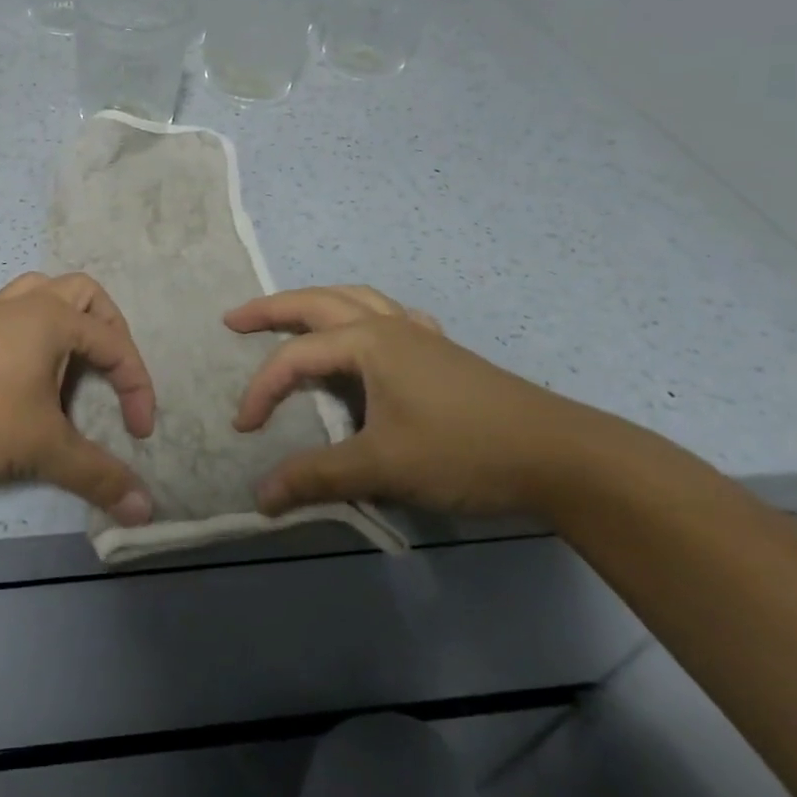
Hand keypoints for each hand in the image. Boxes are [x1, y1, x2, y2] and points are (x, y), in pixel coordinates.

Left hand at [0, 272, 157, 525]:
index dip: (137, 387)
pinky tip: (17, 361)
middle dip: (109, 328)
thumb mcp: (43, 447)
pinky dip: (24, 327)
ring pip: (40, 292)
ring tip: (69, 358)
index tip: (139, 433)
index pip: (115, 344)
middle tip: (112, 371)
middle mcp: (24, 303)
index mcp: (53, 318)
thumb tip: (145, 510)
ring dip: (65, 318)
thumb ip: (97, 475)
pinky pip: (4, 311)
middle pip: (83, 293)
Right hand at [227, 285, 598, 516]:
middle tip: (234, 320)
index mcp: (368, 341)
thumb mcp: (382, 466)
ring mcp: (420, 335)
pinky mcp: (443, 353)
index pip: (295, 358)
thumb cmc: (464, 451)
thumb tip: (261, 496)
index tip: (244, 430)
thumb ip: (317, 477)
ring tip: (292, 318)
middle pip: (317, 302)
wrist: (562, 457)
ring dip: (316, 304)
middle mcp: (389, 325)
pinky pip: (392, 318)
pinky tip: (373, 336)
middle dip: (271, 309)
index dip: (261, 390)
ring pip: (356, 300)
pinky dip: (366, 317)